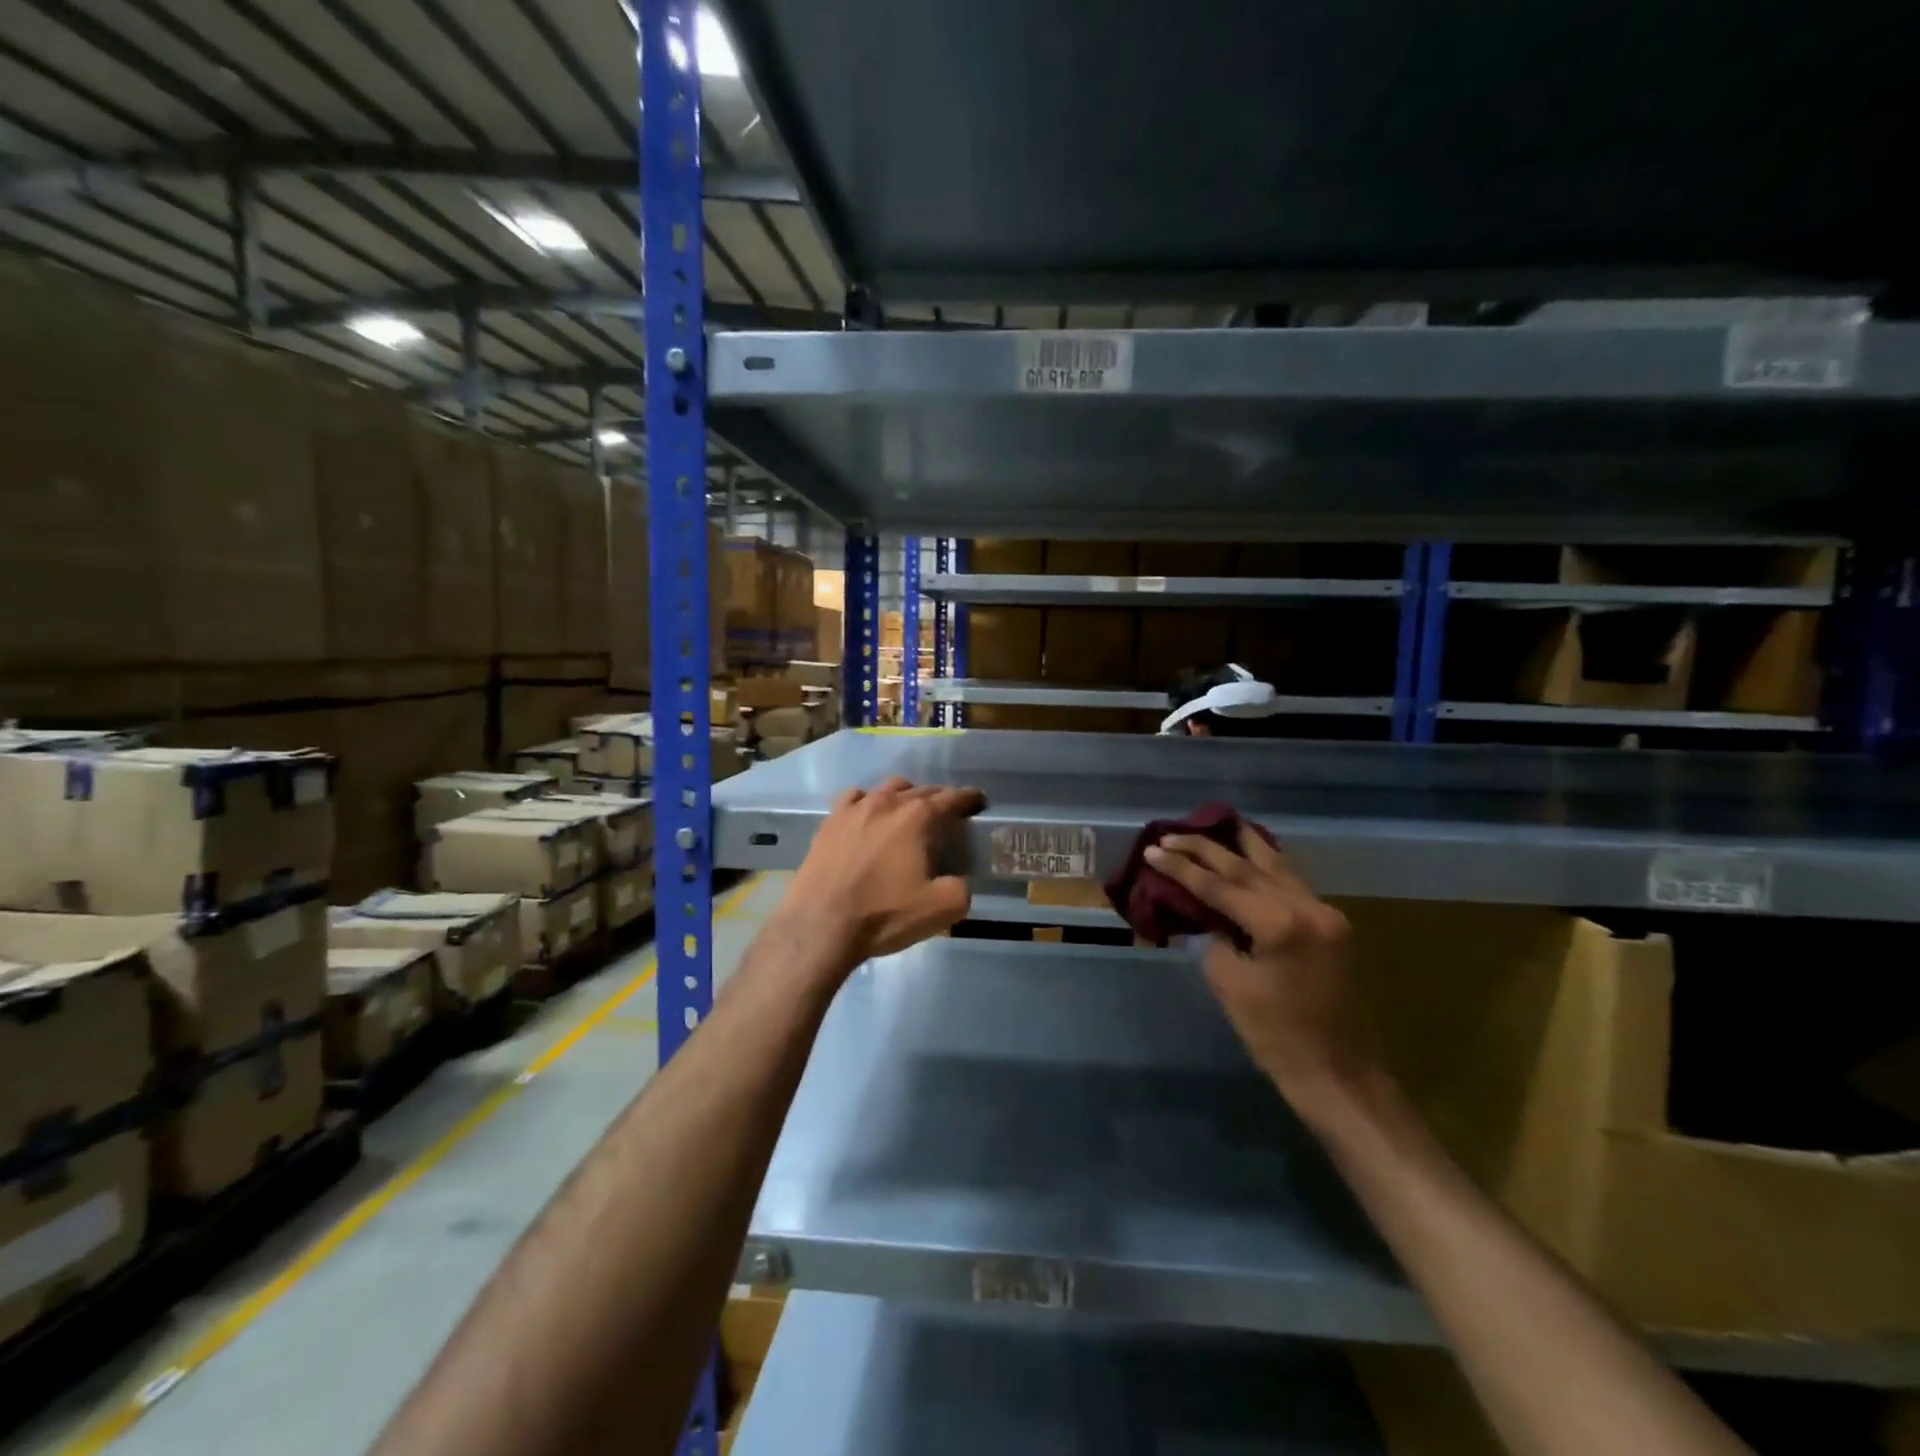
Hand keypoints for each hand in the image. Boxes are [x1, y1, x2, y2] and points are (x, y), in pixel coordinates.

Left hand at [774, 777, 984, 979]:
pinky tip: (867, 814)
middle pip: (920, 790)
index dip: (967, 798)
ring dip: (903, 795)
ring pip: (886, 789)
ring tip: (908, 810)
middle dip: (938, 798)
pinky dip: (867, 802)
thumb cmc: (884, 913)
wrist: (820, 925)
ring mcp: (853, 809)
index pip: (951, 798)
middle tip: (947, 811)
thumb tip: (958, 881)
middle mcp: (886, 803)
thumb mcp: (941, 909)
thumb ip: (961, 888)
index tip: (977, 801)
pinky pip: (853, 799)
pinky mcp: (828, 822)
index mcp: (917, 817)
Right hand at [1145, 826, 1380, 1124]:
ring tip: (1216, 822)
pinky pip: (1292, 882)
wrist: (1339, 1075)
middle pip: (1248, 866)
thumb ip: (1216, 938)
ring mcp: (1325, 913)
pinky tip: (1251, 852)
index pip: (1220, 886)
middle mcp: (1307, 907)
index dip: (1181, 868)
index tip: (1152, 849)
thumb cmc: (1277, 1037)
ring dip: (1243, 845)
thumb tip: (1211, 916)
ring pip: (1277, 865)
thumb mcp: (1230, 984)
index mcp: (1280, 924)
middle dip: (1206, 848)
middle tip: (1171, 834)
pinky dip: (1266, 864)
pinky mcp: (1332, 925)